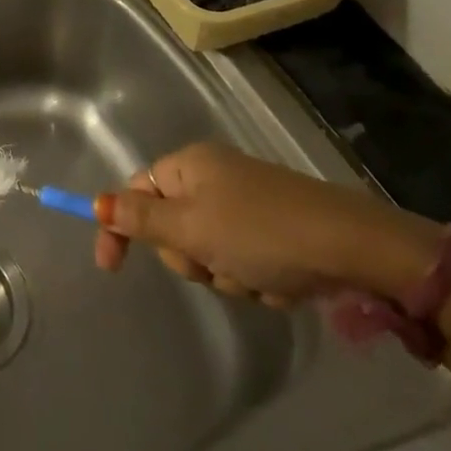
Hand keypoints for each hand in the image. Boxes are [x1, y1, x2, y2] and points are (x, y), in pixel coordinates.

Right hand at [93, 142, 436, 306]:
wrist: (356, 249)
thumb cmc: (262, 233)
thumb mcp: (192, 229)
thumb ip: (140, 219)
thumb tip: (95, 203)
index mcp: (188, 166)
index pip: (135, 191)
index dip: (118, 225)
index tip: (110, 268)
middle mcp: (214, 177)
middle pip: (172, 226)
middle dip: (190, 256)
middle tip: (212, 265)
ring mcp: (246, 203)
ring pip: (209, 251)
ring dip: (225, 274)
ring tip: (255, 279)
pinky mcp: (276, 231)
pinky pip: (243, 262)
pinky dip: (255, 280)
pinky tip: (280, 284)